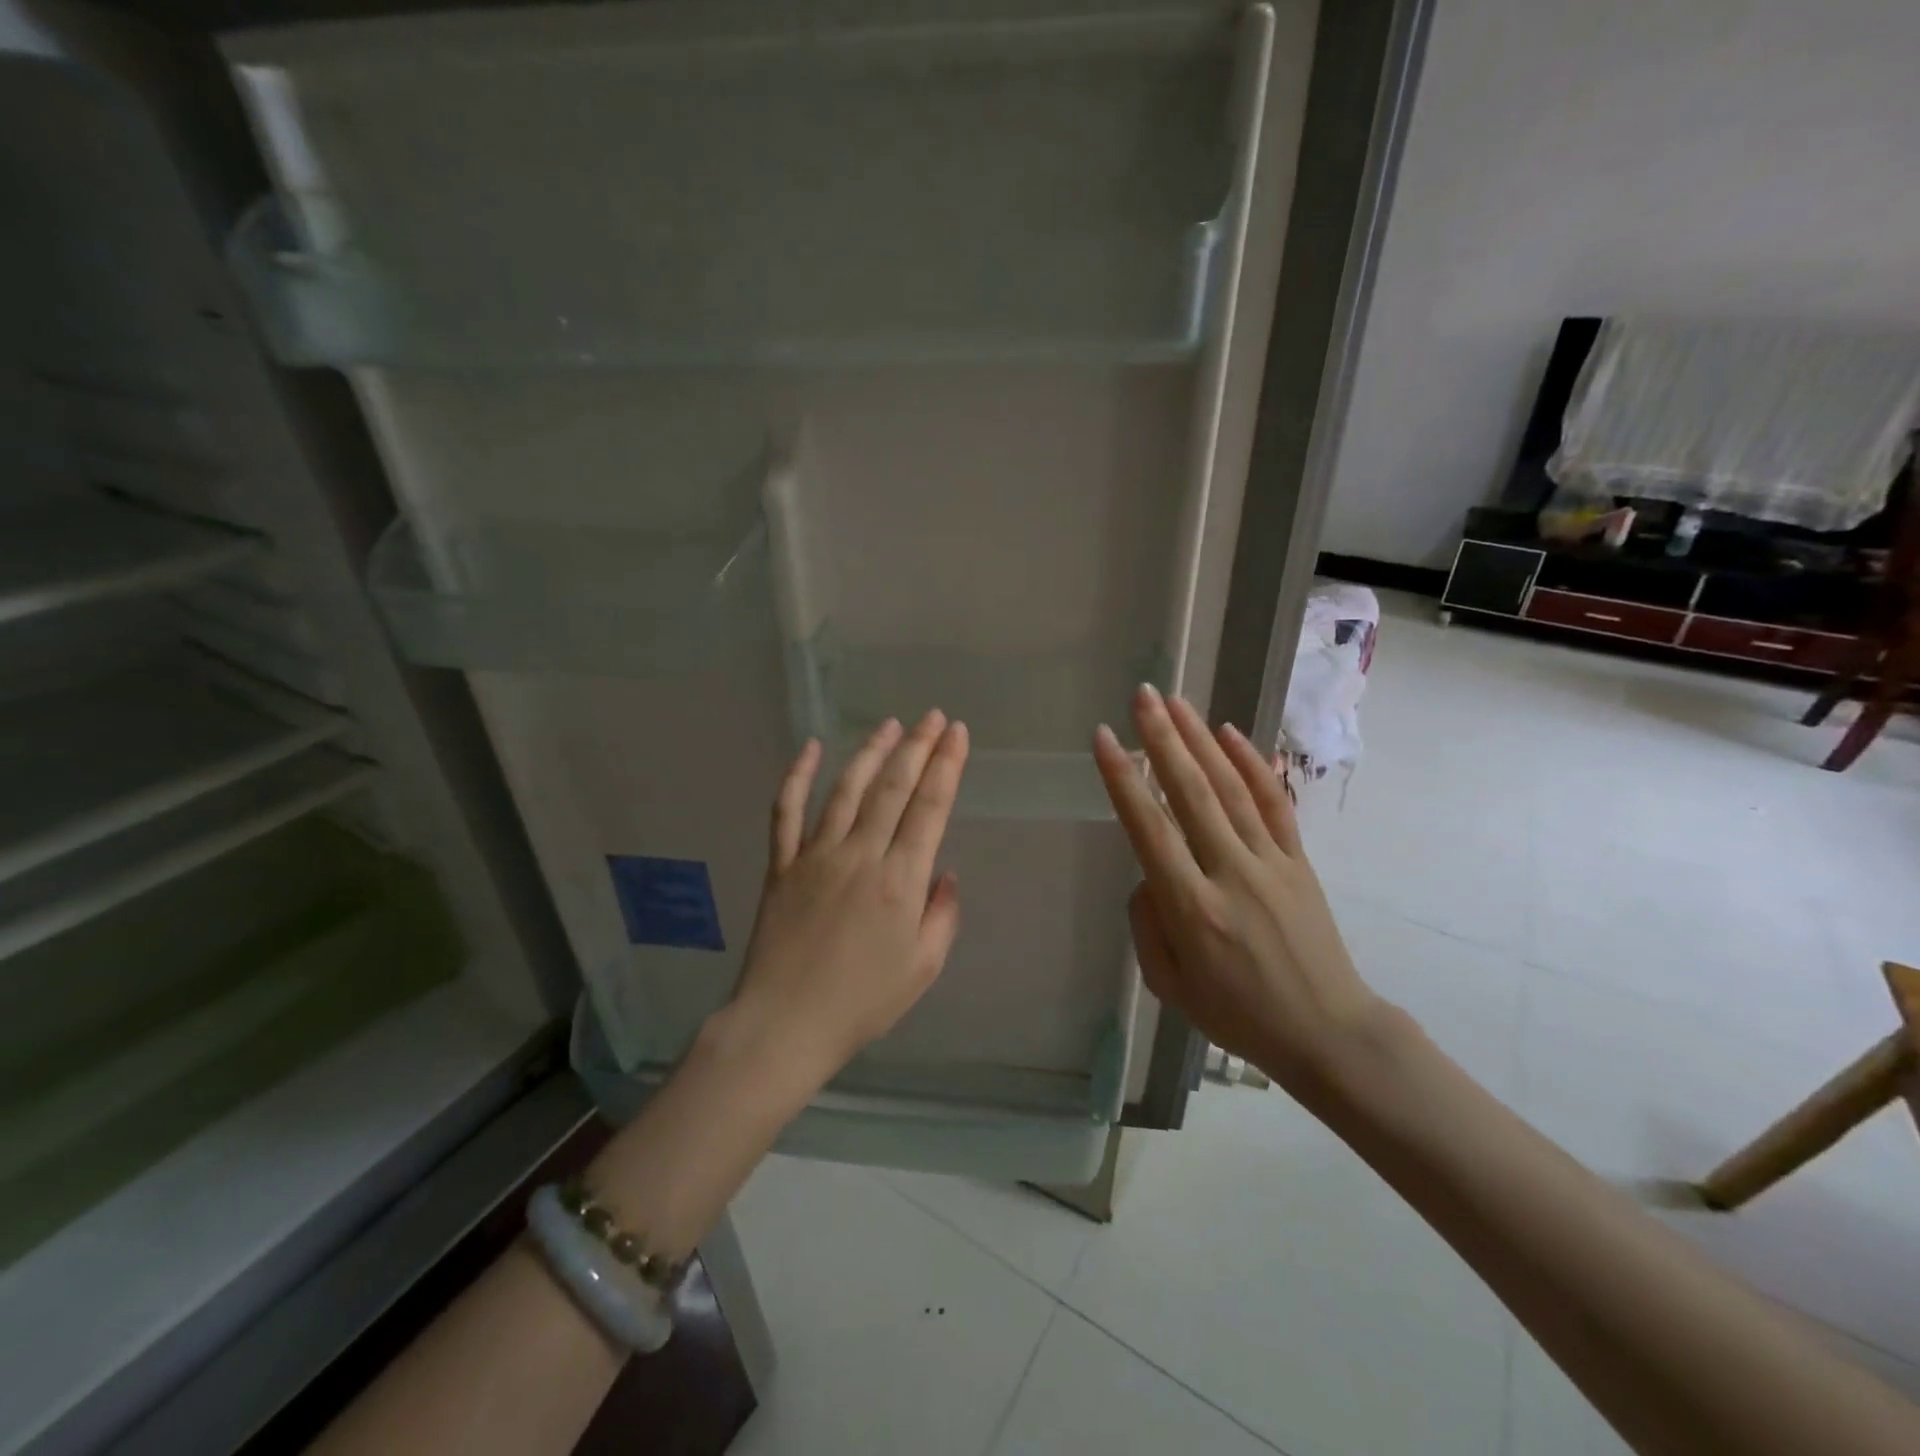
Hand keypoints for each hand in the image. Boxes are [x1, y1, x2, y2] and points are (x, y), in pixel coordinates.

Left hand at [726, 710, 969, 1088]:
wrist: (785, 1025)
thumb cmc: (862, 1003)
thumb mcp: (923, 969)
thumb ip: (942, 916)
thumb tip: (945, 872)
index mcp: (900, 881)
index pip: (930, 807)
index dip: (947, 765)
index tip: (957, 734)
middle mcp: (860, 856)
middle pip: (893, 787)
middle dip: (917, 747)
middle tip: (934, 717)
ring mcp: (816, 856)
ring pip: (846, 789)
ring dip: (870, 752)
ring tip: (890, 724)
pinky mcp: (781, 865)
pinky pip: (786, 812)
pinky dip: (796, 776)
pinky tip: (810, 748)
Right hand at [1092, 685, 1383, 1096]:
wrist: (1328, 1032)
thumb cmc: (1238, 1015)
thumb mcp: (1169, 985)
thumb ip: (1146, 924)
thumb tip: (1148, 873)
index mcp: (1192, 909)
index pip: (1150, 830)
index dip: (1124, 779)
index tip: (1106, 737)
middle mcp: (1230, 874)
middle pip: (1191, 794)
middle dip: (1163, 739)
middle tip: (1142, 695)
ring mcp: (1270, 863)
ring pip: (1230, 789)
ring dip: (1200, 740)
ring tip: (1176, 701)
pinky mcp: (1298, 861)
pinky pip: (1273, 803)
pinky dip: (1252, 765)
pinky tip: (1230, 734)